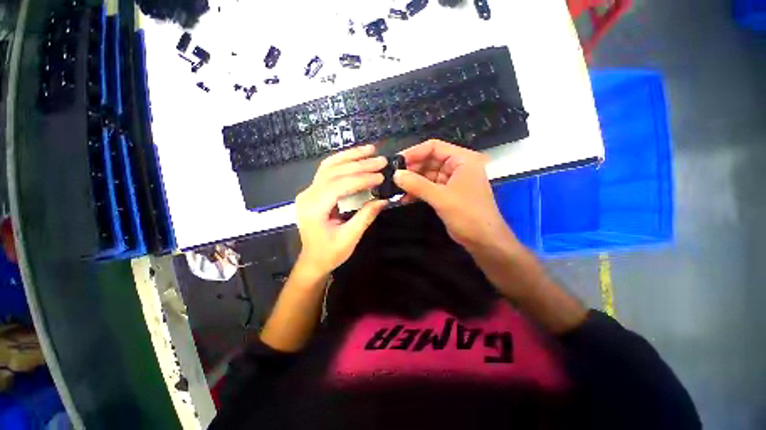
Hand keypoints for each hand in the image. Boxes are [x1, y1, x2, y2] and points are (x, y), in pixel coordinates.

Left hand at [295, 145, 388, 275]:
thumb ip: (365, 216)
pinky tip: (355, 157)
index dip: (362, 179)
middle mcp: (308, 195)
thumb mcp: (349, 238)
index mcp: (314, 208)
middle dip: (359, 164)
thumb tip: (383, 200)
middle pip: (334, 171)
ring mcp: (309, 191)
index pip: (340, 185)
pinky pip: (327, 170)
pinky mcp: (314, 191)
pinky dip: (342, 161)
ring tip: (370, 150)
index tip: (381, 176)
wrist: (313, 260)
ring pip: (329, 166)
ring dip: (350, 156)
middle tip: (380, 160)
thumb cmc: (330, 253)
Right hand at [393, 139, 517, 252]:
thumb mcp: (441, 198)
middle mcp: (458, 166)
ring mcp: (452, 180)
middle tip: (393, 177)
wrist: (483, 240)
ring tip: (396, 188)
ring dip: (413, 182)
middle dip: (412, 169)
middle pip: (430, 160)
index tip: (396, 162)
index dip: (414, 152)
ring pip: (428, 175)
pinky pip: (429, 187)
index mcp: (462, 159)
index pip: (434, 147)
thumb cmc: (468, 214)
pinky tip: (405, 198)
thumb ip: (417, 185)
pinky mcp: (447, 193)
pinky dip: (418, 191)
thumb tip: (395, 175)